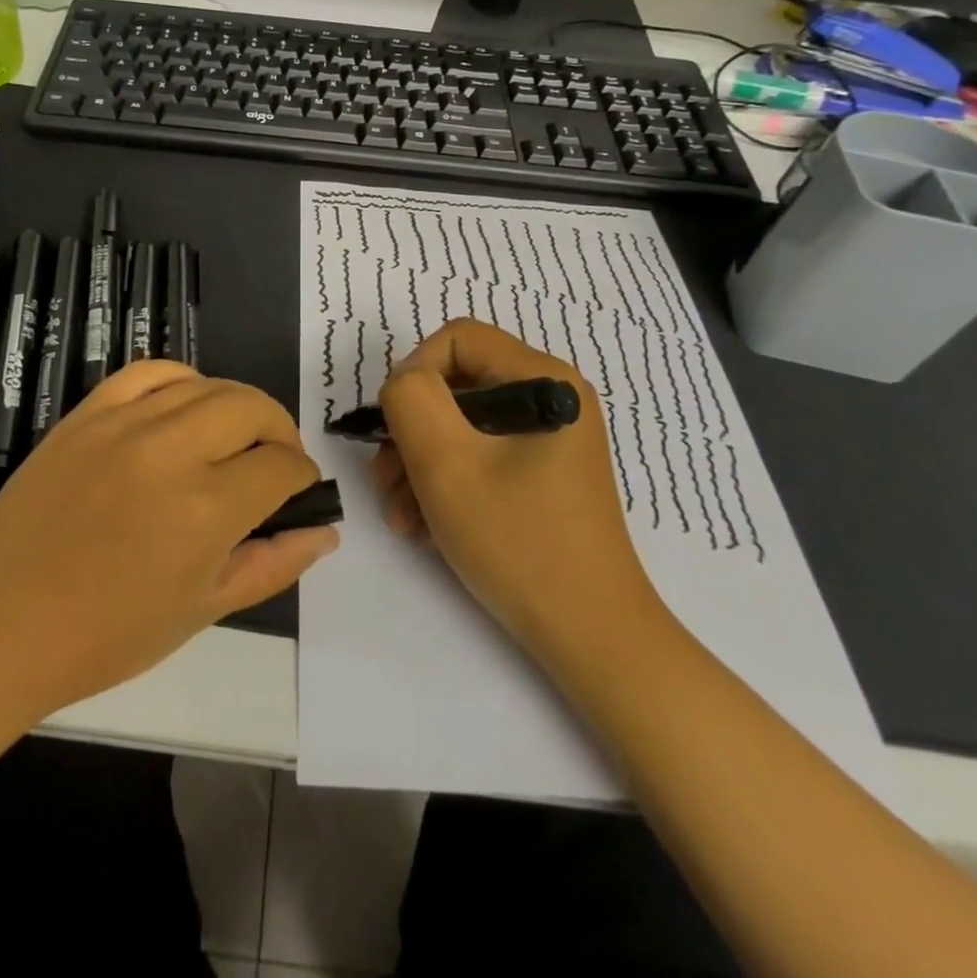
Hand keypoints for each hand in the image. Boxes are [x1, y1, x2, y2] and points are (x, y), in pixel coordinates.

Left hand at [0, 361, 337, 721]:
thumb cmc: (106, 635)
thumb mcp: (202, 611)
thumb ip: (272, 564)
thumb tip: (324, 531)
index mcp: (206, 509)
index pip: (281, 467)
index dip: (302, 478)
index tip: (297, 492)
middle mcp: (170, 451)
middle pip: (253, 409)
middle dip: (280, 432)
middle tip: (274, 463)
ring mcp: (124, 424)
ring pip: (208, 385)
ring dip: (237, 408)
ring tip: (233, 438)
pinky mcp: (87, 413)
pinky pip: (148, 372)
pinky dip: (181, 382)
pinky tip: (184, 407)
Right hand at [373, 319, 669, 664]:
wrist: (591, 639)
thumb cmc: (519, 542)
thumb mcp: (447, 463)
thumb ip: (410, 400)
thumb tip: (404, 384)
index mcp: (544, 379)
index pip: (458, 338)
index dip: (413, 372)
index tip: (392, 427)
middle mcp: (552, 398)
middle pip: (457, 385)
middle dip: (411, 430)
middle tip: (385, 480)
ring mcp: (548, 440)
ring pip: (462, 426)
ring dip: (419, 464)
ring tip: (401, 515)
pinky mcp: (541, 475)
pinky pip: (480, 457)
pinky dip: (446, 484)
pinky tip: (424, 526)